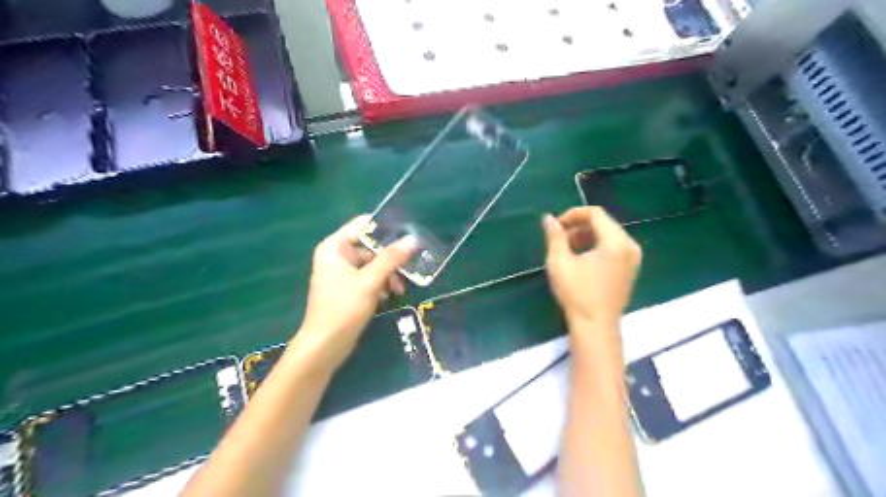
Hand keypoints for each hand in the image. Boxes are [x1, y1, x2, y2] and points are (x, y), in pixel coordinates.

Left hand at [291, 216, 415, 374]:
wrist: (325, 346)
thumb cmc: (343, 308)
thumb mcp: (370, 281)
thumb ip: (391, 258)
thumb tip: (412, 239)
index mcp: (334, 247)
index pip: (361, 225)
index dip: (384, 229)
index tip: (406, 235)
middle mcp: (337, 256)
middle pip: (370, 247)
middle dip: (389, 259)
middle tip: (408, 269)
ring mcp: (342, 273)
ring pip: (372, 265)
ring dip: (387, 275)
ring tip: (399, 291)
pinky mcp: (348, 289)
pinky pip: (369, 279)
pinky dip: (380, 286)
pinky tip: (387, 298)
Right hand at [543, 206, 639, 329]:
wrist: (595, 327)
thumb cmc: (577, 294)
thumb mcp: (560, 262)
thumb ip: (555, 236)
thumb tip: (548, 218)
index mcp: (616, 242)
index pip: (596, 214)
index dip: (573, 214)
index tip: (556, 226)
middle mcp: (630, 246)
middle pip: (603, 223)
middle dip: (579, 225)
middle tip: (559, 237)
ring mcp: (633, 258)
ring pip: (608, 234)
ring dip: (586, 235)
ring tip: (567, 248)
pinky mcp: (630, 269)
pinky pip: (613, 247)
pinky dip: (596, 246)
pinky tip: (581, 258)